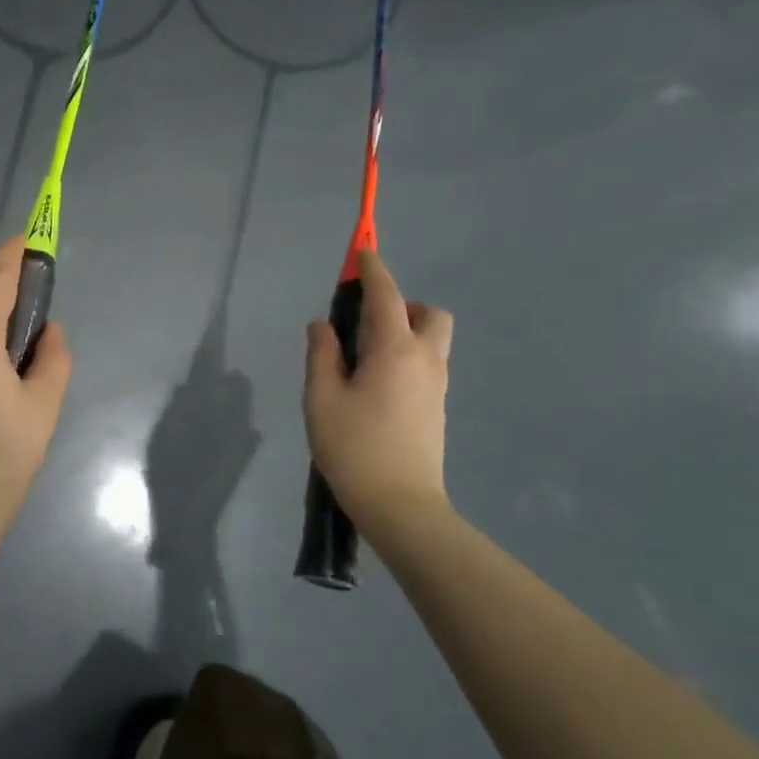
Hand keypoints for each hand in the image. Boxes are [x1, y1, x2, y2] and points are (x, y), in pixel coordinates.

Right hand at [303, 249, 454, 538]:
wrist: (401, 505)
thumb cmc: (354, 448)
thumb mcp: (322, 399)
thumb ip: (322, 355)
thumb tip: (322, 326)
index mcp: (395, 350)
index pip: (386, 296)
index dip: (373, 270)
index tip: (362, 252)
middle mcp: (425, 360)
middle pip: (429, 314)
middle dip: (402, 304)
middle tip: (365, 323)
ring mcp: (436, 385)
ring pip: (431, 340)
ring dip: (405, 331)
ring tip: (363, 357)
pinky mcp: (436, 407)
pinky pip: (426, 363)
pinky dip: (406, 356)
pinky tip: (374, 384)